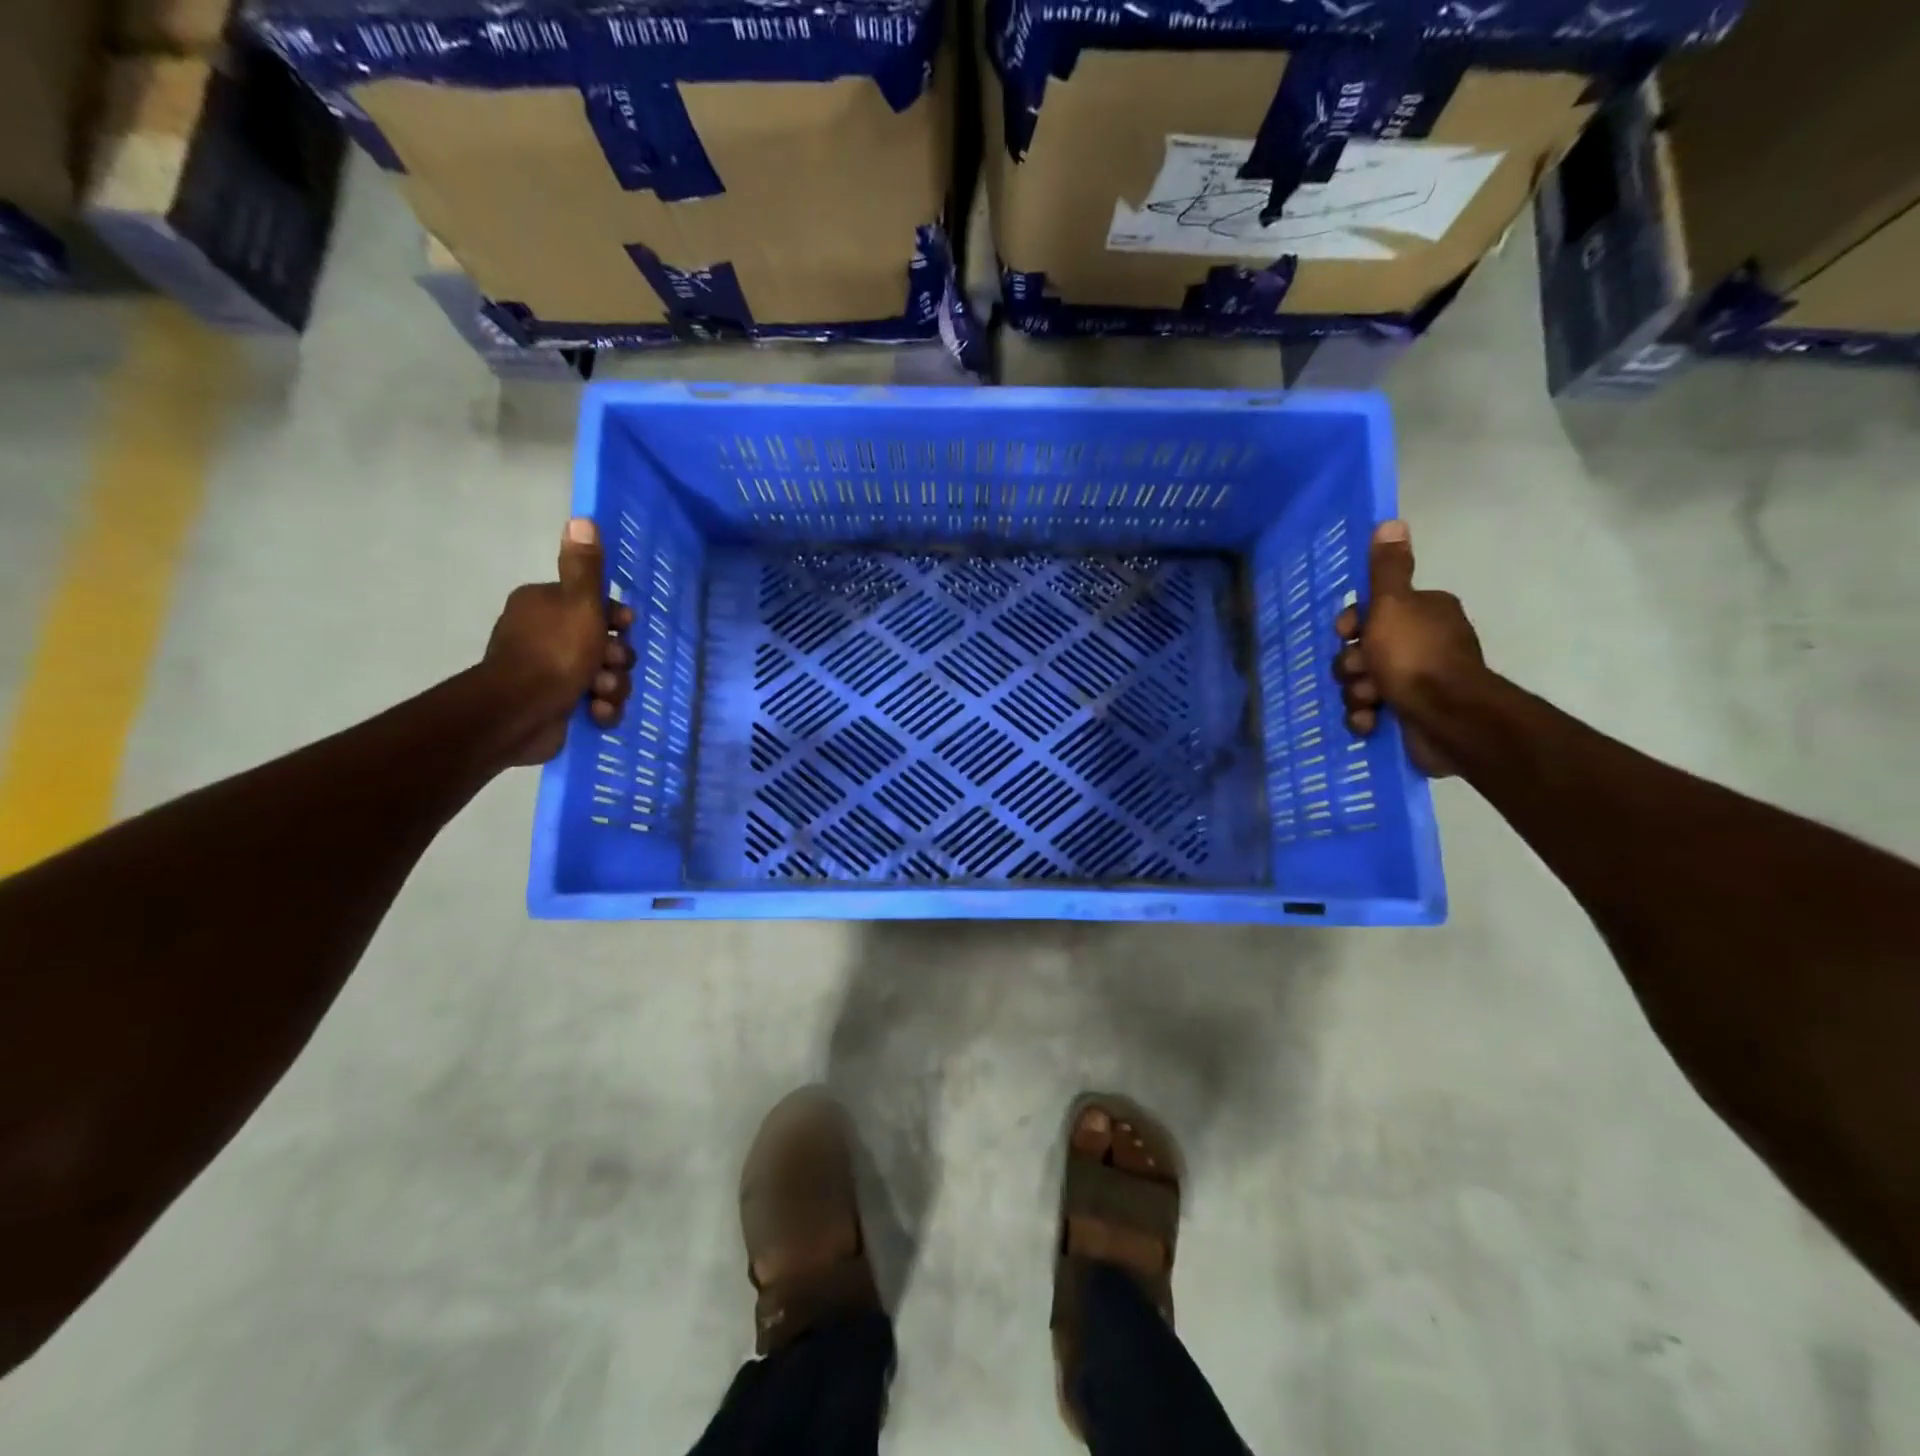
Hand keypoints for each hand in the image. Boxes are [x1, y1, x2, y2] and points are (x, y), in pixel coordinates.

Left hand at [480, 518, 635, 766]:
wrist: (521, 712)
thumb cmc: (554, 652)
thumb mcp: (579, 603)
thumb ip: (585, 567)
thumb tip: (582, 518)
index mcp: (546, 605)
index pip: (595, 605)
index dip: (617, 619)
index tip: (624, 627)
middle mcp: (547, 635)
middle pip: (606, 643)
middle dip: (616, 659)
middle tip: (609, 665)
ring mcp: (552, 672)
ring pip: (606, 675)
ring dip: (612, 686)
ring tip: (600, 693)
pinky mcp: (558, 705)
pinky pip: (596, 702)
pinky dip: (600, 708)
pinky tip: (595, 712)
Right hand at [1333, 520, 1484, 776]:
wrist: (1447, 717)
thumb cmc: (1414, 656)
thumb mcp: (1393, 605)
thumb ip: (1387, 569)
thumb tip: (1392, 522)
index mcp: (1423, 612)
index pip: (1372, 611)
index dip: (1352, 624)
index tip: (1347, 633)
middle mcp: (1423, 642)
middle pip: (1363, 649)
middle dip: (1353, 665)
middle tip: (1361, 672)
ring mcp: (1418, 680)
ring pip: (1362, 682)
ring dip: (1357, 693)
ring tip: (1369, 701)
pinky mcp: (1412, 713)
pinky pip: (1372, 711)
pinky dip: (1367, 717)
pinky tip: (1370, 722)